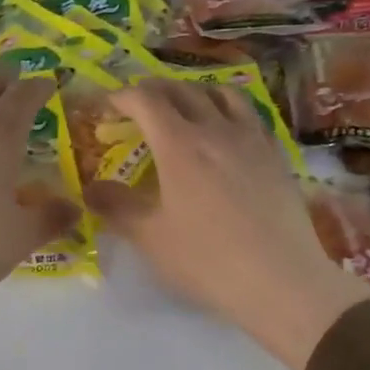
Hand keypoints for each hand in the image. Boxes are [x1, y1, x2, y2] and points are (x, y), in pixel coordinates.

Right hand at [87, 79, 369, 369]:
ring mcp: (252, 139)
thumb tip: (89, 189)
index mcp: (180, 144)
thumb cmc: (207, 261)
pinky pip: (251, 115)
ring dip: (196, 92)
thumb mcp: (151, 238)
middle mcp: (216, 129)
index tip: (108, 104)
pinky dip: (229, 110)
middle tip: (139, 103)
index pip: (146, 100)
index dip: (123, 96)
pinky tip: (228, 132)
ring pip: (222, 95)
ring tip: (185, 106)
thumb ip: (117, 207)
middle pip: (183, 90)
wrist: (280, 280)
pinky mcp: (276, 155)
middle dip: (155, 89)